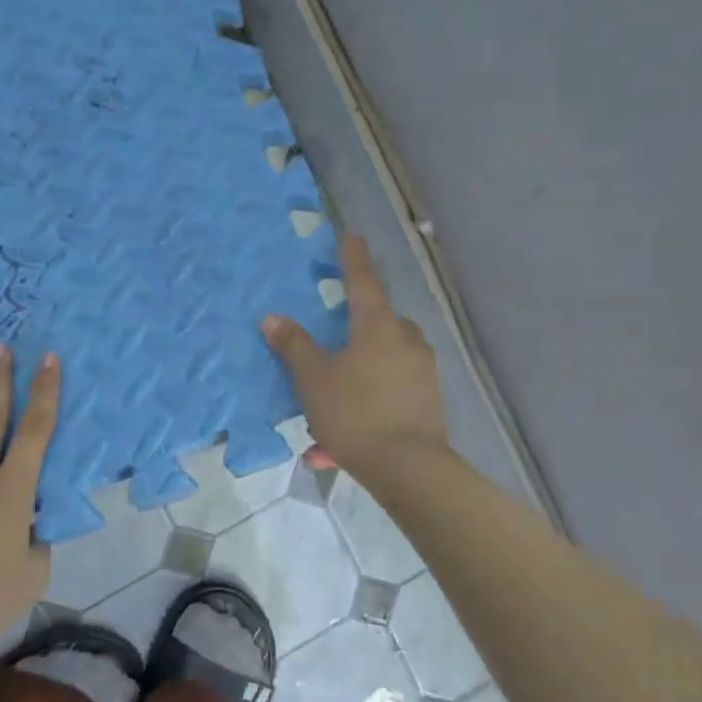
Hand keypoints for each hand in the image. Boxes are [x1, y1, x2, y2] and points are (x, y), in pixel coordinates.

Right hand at [262, 233, 446, 479]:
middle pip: (378, 322)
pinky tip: (342, 442)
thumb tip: (272, 318)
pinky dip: (371, 404)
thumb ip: (294, 347)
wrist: (407, 466)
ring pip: (385, 361)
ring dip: (360, 374)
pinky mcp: (429, 399)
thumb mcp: (313, 380)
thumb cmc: (354, 412)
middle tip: (334, 347)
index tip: (350, 235)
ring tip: (332, 407)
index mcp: (377, 325)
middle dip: (357, 329)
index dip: (352, 258)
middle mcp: (405, 340)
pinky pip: (392, 391)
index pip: (362, 280)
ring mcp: (422, 370)